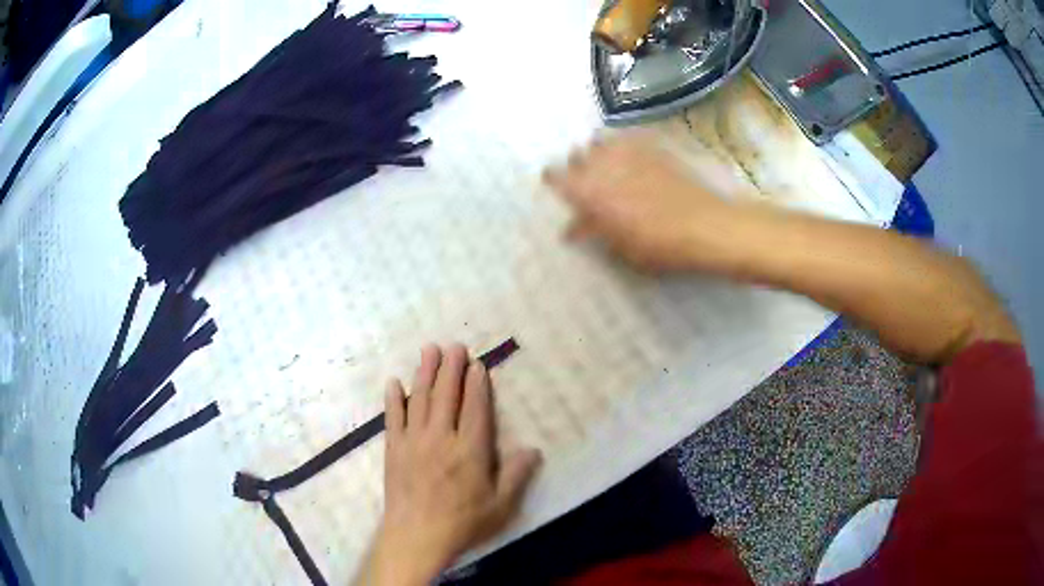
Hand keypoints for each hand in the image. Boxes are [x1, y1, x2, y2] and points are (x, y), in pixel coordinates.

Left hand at [360, 344, 541, 585]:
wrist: (416, 537)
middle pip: (446, 396)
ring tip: (429, 350)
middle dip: (451, 368)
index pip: (474, 408)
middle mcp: (441, 438)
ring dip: (425, 373)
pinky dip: (393, 399)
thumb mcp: (501, 506)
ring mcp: (413, 441)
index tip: (476, 364)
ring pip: (420, 400)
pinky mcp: (393, 450)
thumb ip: (517, 475)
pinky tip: (393, 382)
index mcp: (470, 450)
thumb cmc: (463, 523)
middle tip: (454, 345)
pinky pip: (393, 418)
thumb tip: (533, 450)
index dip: (476, 384)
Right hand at [543, 130, 739, 270]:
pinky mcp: (652, 146)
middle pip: (576, 155)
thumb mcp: (621, 249)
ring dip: (598, 153)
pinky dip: (622, 145)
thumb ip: (594, 232)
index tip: (555, 189)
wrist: (706, 226)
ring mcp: (629, 152)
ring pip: (600, 141)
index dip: (552, 182)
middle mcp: (603, 164)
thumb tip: (574, 227)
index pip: (554, 177)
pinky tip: (630, 157)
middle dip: (577, 168)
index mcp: (589, 192)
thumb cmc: (660, 247)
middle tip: (587, 185)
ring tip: (608, 167)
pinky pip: (627, 138)